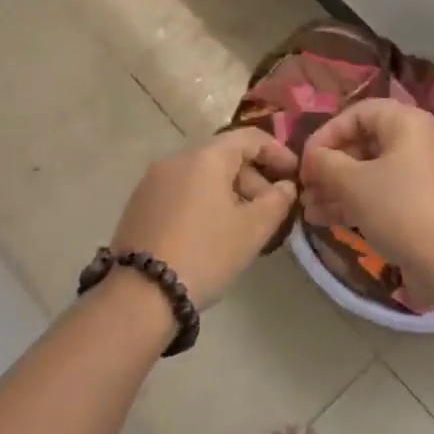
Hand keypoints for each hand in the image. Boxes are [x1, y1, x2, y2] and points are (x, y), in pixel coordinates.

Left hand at [111, 130, 299, 307]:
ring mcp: (152, 182)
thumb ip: (277, 201)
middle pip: (224, 156)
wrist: (140, 296)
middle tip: (271, 209)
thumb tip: (285, 186)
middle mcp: (176, 160)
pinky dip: (204, 202)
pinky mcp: (138, 206)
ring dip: (229, 192)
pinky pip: (182, 192)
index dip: (277, 152)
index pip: (249, 138)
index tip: (295, 175)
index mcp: (205, 158)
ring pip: (202, 176)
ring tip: (243, 226)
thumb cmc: (206, 254)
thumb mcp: (253, 229)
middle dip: (254, 178)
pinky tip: (212, 233)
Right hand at [301, 100, 433, 275]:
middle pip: (365, 143)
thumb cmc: (398, 208)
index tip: (304, 160)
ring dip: (338, 187)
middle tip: (305, 187)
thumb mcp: (353, 183)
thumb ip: (325, 163)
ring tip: (308, 208)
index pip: (358, 113)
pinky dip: (358, 201)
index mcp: (408, 122)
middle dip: (330, 166)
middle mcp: (420, 141)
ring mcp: (425, 174)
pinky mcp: (425, 203)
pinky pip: (385, 192)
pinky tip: (325, 220)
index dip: (327, 133)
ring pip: (373, 172)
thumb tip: (312, 157)